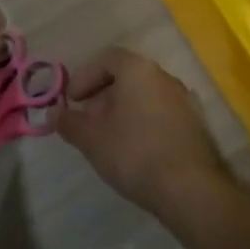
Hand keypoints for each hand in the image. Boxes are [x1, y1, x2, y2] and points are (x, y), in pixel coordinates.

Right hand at [55, 47, 225, 214]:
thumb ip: (69, 122)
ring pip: (144, 96)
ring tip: (108, 137)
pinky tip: (134, 149)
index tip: (72, 101)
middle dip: (102, 96)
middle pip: (127, 77)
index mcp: (138, 70)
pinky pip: (161, 113)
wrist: (190, 189)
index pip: (107, 59)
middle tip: (87, 120)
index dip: (84, 77)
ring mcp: (185, 101)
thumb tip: (53, 112)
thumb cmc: (134, 153)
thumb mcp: (91, 139)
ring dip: (123, 110)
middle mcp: (165, 77)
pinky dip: (143, 122)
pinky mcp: (196, 125)